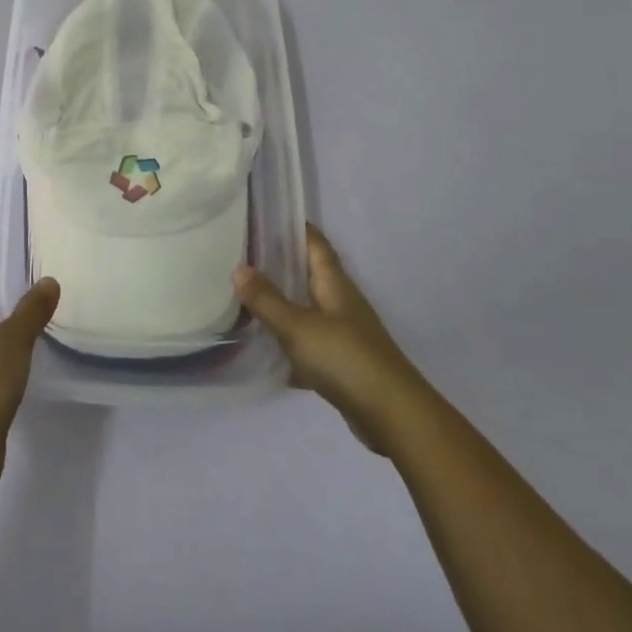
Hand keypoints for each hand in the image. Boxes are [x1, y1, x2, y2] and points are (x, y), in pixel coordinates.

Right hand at [235, 226, 422, 454]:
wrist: (392, 415)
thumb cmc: (345, 358)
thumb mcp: (298, 326)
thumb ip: (268, 299)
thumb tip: (239, 268)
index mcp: (334, 283)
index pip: (315, 243)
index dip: (294, 227)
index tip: (264, 216)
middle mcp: (341, 302)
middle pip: (309, 274)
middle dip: (280, 264)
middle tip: (242, 255)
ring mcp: (344, 333)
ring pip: (307, 309)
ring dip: (282, 303)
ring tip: (246, 297)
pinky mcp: (342, 364)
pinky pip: (309, 343)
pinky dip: (289, 343)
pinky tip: (266, 350)